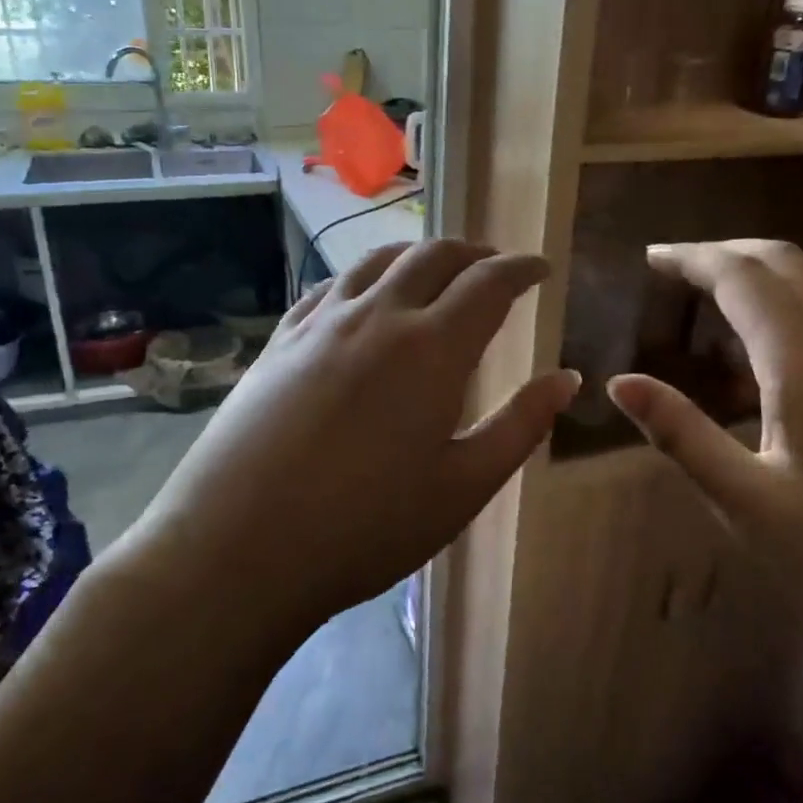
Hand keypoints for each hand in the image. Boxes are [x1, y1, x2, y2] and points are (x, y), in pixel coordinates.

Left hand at [130, 239, 578, 630]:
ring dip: (418, 256)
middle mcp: (378, 316)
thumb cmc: (366, 527)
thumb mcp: (463, 487)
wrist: (236, 548)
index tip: (541, 268)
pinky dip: (364, 276)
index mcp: (432, 348)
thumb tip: (566, 379)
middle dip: (474, 253)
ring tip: (436, 271)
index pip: (489, 283)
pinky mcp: (280, 341)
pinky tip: (364, 296)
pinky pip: (331, 286)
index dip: (522, 268)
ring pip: (378, 261)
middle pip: (434, 257)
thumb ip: (520, 426)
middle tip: (495, 267)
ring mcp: (321, 323)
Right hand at [607, 239, 802, 646]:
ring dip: (770, 273)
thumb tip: (620, 383)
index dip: (691, 259)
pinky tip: (791, 350)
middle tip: (678, 271)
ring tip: (725, 302)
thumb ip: (680, 434)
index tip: (651, 258)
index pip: (740, 275)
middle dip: (727, 253)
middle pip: (786, 261)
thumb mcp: (747, 501)